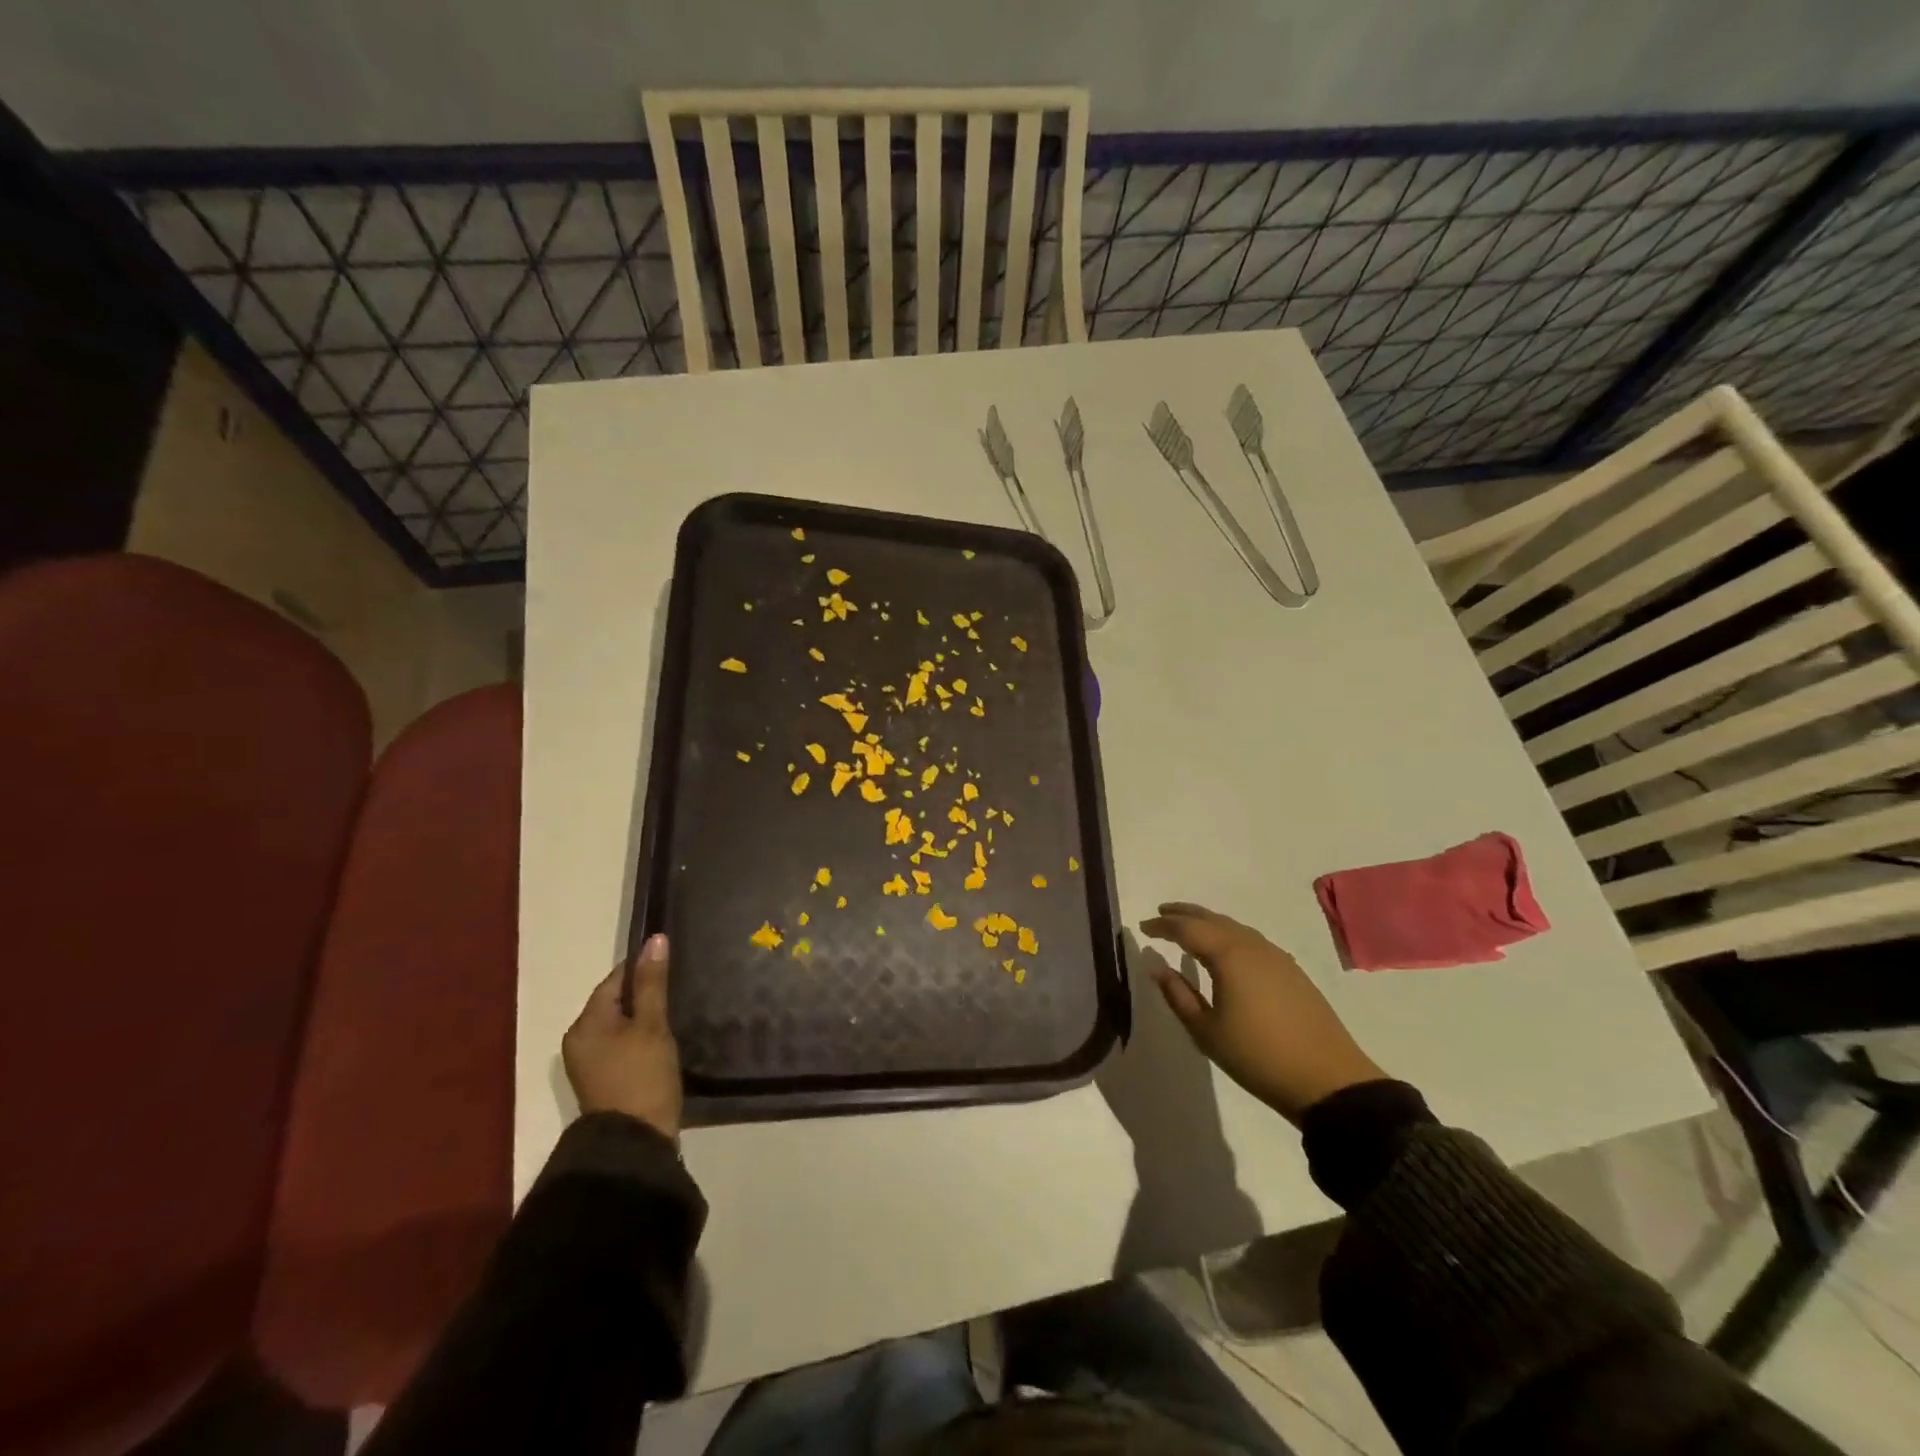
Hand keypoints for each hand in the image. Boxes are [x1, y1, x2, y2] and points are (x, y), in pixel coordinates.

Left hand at [563, 933, 682, 1139]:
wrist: (634, 1143)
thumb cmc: (642, 1077)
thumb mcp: (652, 1025)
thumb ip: (653, 982)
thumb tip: (655, 939)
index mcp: (585, 1024)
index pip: (615, 980)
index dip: (643, 970)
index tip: (673, 967)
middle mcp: (579, 1040)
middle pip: (615, 1002)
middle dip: (645, 995)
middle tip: (679, 993)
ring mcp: (589, 1063)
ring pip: (619, 1025)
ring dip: (643, 1018)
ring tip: (674, 1016)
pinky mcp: (603, 1080)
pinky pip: (620, 1045)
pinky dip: (639, 1039)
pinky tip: (662, 1043)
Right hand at [1140, 902, 1386, 1124]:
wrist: (1328, 1080)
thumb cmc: (1257, 1056)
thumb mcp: (1206, 1031)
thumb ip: (1177, 994)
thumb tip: (1156, 965)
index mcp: (1227, 955)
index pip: (1186, 928)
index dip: (1162, 925)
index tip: (1142, 927)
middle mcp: (1251, 945)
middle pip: (1212, 918)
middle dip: (1184, 914)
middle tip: (1161, 913)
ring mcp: (1275, 955)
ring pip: (1234, 927)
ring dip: (1208, 922)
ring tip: (1189, 927)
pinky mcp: (1291, 969)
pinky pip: (1250, 940)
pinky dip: (1229, 935)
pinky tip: (1225, 949)